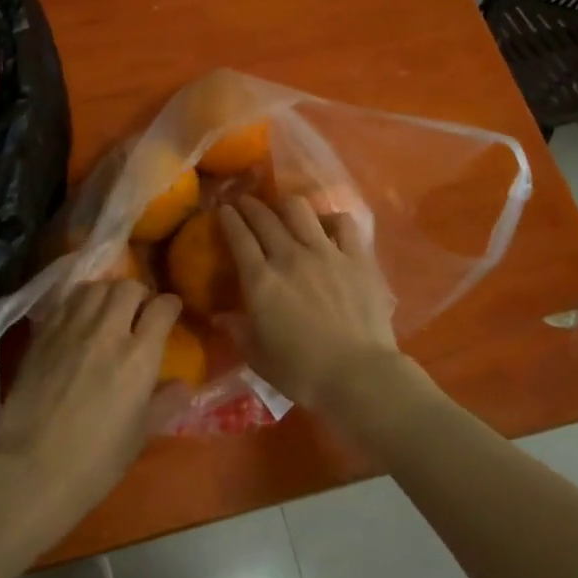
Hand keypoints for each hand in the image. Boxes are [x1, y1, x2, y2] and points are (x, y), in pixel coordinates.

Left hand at [0, 279, 181, 547]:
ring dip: (108, 293)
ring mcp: (71, 327)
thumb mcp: (140, 435)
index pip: (162, 308)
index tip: (170, 312)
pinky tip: (78, 319)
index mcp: (139, 356)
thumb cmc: (95, 460)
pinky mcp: (43, 332)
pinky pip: (67, 301)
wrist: (32, 468)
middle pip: (128, 287)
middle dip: (139, 294)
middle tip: (138, 311)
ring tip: (107, 310)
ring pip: (96, 287)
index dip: (170, 305)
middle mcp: (107, 330)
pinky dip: (79, 302)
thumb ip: (165, 403)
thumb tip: (183, 385)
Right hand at [218, 196, 402, 413]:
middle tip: (244, 202)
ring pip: (299, 210)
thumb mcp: (258, 358)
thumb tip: (218, 316)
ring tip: (282, 208)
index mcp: (261, 281)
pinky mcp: (357, 257)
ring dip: (285, 205)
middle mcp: (289, 257)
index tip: (222, 209)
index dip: (228, 219)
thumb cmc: (302, 373)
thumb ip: (238, 331)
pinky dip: (331, 219)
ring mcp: (325, 252)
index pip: (239, 237)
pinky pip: (343, 223)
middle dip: (250, 205)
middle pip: (264, 218)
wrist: (359, 375)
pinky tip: (327, 225)